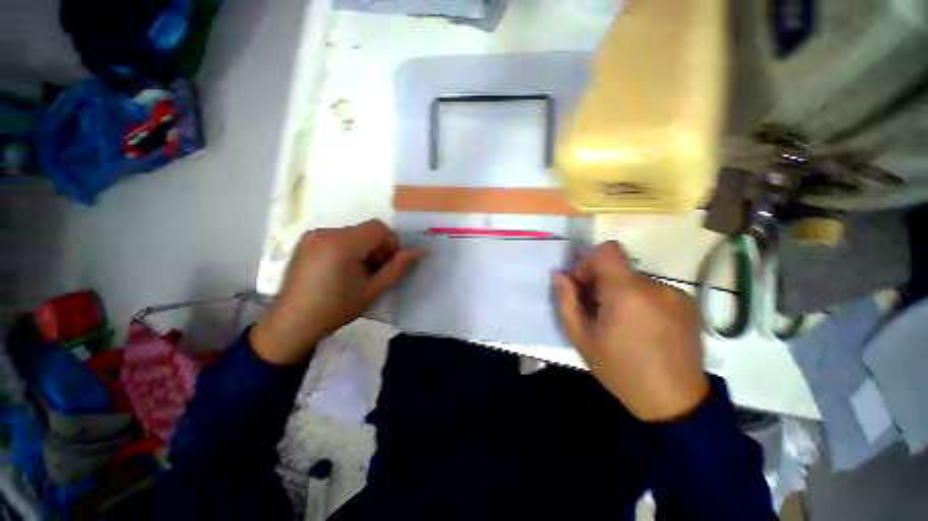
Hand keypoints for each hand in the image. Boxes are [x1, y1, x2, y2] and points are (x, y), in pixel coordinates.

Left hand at [251, 220, 421, 364]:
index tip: (389, 265)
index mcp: (341, 244)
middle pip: (366, 231)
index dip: (391, 244)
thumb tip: (419, 251)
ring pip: (353, 234)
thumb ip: (398, 268)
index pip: (379, 228)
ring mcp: (312, 236)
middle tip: (375, 273)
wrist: (292, 324)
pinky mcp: (306, 242)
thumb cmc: (336, 309)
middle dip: (377, 248)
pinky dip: (349, 249)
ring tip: (359, 274)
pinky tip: (343, 271)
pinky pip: (338, 238)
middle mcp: (325, 232)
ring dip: (364, 250)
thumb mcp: (373, 290)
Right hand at [552, 242, 708, 421]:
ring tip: (622, 324)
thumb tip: (559, 274)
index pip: (607, 250)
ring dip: (621, 293)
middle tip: (597, 311)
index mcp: (627, 292)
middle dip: (601, 282)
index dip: (589, 262)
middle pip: (619, 267)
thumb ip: (566, 301)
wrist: (675, 403)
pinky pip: (654, 291)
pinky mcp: (689, 304)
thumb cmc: (620, 370)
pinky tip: (644, 328)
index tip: (584, 286)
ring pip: (635, 280)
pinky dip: (641, 301)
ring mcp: (676, 294)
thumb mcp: (581, 337)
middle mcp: (655, 286)